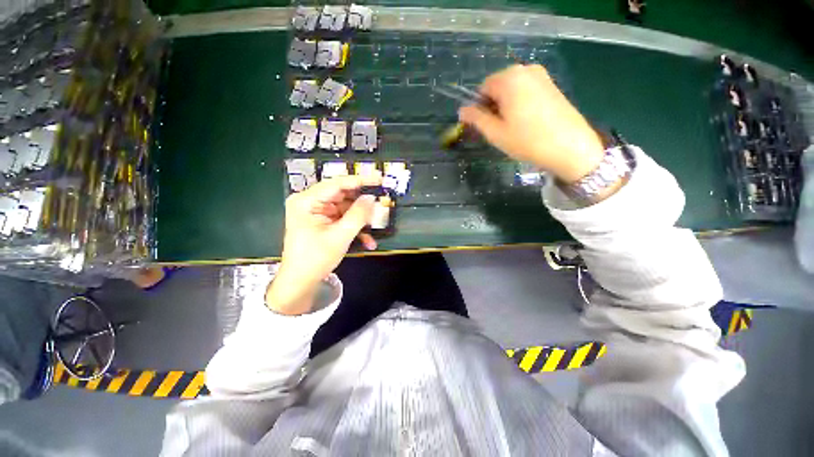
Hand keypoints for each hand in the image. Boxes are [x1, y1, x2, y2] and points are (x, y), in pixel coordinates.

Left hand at [266, 174, 381, 314]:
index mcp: (307, 201)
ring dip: (362, 219)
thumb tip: (372, 198)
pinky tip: (367, 241)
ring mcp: (318, 212)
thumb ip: (358, 215)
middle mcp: (311, 202)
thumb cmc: (316, 259)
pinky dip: (356, 228)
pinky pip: (344, 218)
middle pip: (343, 195)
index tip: (380, 179)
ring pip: (347, 208)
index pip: (337, 183)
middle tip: (381, 205)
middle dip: (363, 204)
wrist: (301, 282)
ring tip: (375, 228)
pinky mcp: (324, 221)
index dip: (361, 180)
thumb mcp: (340, 236)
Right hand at [459, 64, 604, 183]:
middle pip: (497, 86)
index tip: (484, 126)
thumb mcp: (495, 132)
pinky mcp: (551, 84)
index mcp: (509, 78)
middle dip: (493, 105)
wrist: (570, 147)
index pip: (482, 89)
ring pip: (511, 89)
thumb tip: (461, 111)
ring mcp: (541, 75)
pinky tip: (526, 121)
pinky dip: (519, 103)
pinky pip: (525, 90)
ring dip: (505, 106)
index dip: (479, 108)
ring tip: (513, 127)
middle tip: (498, 129)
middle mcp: (525, 69)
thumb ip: (476, 118)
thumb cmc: (527, 141)